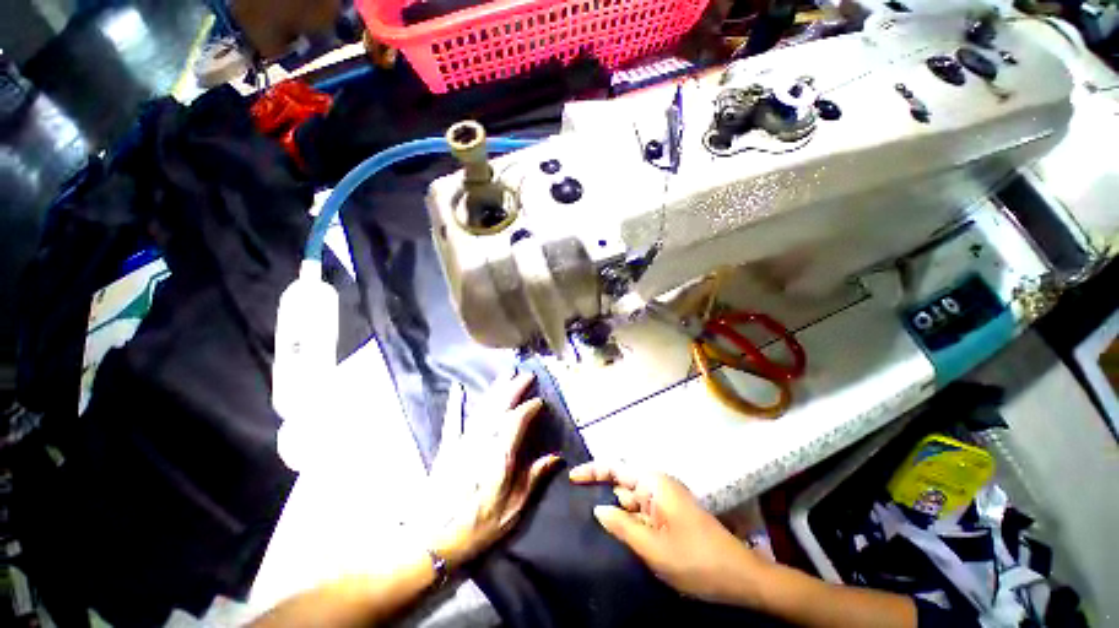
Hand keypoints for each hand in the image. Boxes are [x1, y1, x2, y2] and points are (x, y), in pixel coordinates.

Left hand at [427, 374, 559, 568]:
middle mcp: (483, 440)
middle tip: (526, 374)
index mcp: (501, 454)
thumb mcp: (514, 507)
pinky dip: (455, 403)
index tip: (541, 402)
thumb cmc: (479, 526)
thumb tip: (556, 457)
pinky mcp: (448, 447)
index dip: (530, 407)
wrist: (432, 541)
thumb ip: (534, 477)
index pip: (518, 419)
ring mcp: (463, 441)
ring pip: (483, 407)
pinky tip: (457, 388)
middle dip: (515, 387)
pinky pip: (453, 420)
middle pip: (501, 406)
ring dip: (495, 389)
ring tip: (505, 374)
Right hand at [569, 462, 768, 605]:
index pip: (616, 468)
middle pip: (623, 482)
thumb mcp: (653, 547)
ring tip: (602, 527)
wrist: (740, 577)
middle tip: (579, 507)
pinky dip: (631, 521)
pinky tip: (624, 535)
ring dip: (619, 512)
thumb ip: (621, 526)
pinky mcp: (671, 514)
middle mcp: (659, 485)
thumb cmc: (695, 560)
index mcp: (654, 483)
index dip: (592, 471)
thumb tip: (598, 509)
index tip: (571, 478)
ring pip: (633, 500)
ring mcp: (666, 500)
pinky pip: (644, 512)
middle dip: (604, 493)